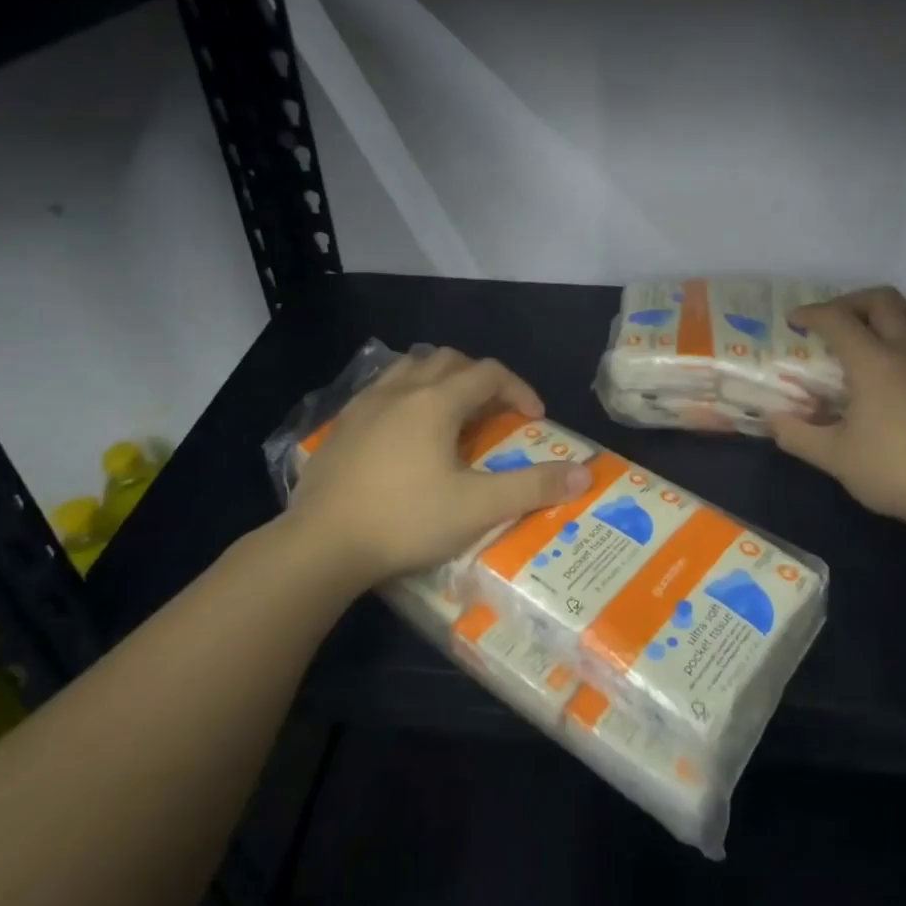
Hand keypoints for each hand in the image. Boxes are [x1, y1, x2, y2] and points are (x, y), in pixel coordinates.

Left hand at [284, 346, 592, 585]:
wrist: (320, 545)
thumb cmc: (405, 521)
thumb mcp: (478, 508)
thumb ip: (533, 487)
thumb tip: (584, 473)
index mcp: (436, 401)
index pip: (489, 373)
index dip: (519, 389)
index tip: (534, 419)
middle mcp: (401, 390)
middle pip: (450, 360)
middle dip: (481, 379)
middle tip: (495, 412)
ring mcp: (365, 404)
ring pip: (411, 368)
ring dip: (441, 380)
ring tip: (452, 413)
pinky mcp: (341, 426)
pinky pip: (382, 390)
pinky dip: (407, 395)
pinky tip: (405, 433)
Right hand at [770, 288, 905, 529]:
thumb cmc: (894, 471)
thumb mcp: (834, 457)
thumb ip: (796, 435)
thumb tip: (771, 419)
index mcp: (872, 362)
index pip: (836, 319)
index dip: (811, 313)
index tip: (793, 321)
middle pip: (883, 300)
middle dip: (852, 302)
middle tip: (834, 321)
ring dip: (896, 311)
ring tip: (877, 328)